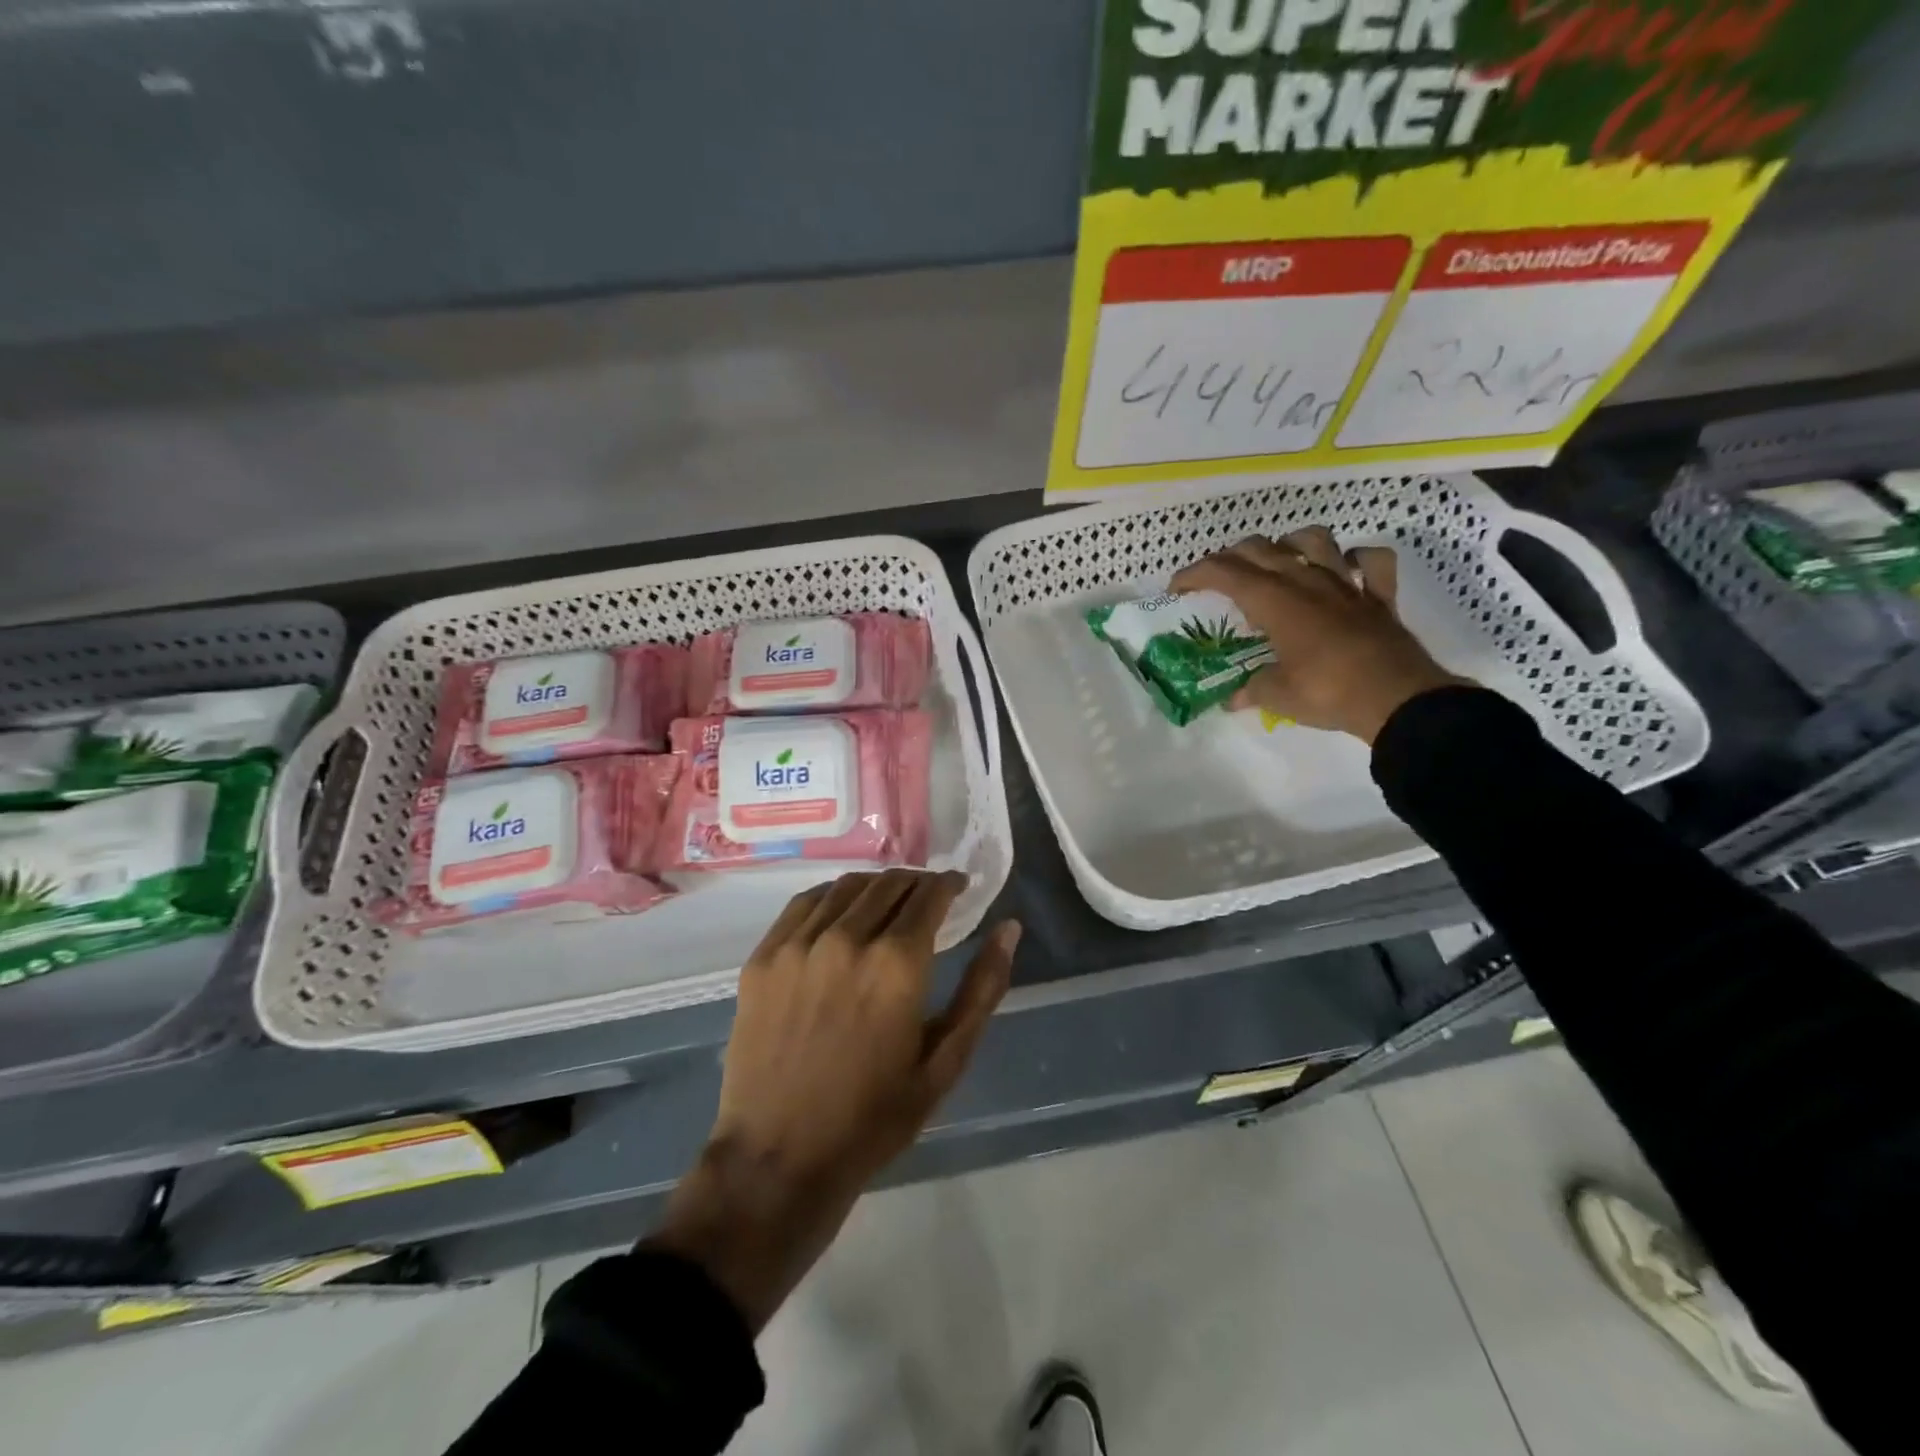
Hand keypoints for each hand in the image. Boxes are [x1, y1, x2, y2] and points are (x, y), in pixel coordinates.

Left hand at [649, 869, 1020, 1330]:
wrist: (779, 1158)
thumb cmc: (874, 1117)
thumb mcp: (945, 1062)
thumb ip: (982, 989)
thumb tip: (1009, 929)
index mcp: (897, 964)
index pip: (929, 894)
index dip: (949, 884)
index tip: (958, 887)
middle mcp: (847, 938)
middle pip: (889, 883)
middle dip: (917, 883)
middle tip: (928, 899)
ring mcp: (798, 945)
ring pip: (846, 886)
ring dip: (876, 885)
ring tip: (888, 902)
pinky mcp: (764, 958)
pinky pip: (803, 904)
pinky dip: (832, 897)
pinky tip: (841, 913)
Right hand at [1171, 526, 1471, 742]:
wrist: (1397, 699)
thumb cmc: (1327, 693)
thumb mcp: (1278, 696)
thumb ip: (1251, 689)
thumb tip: (1233, 699)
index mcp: (1275, 601)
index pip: (1224, 572)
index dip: (1194, 574)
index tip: (1176, 588)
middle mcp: (1307, 581)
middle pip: (1261, 549)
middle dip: (1231, 557)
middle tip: (1217, 578)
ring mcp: (1346, 584)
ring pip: (1314, 540)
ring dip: (1289, 544)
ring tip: (1278, 562)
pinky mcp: (1378, 597)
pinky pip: (1371, 562)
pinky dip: (1356, 561)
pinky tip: (1345, 571)